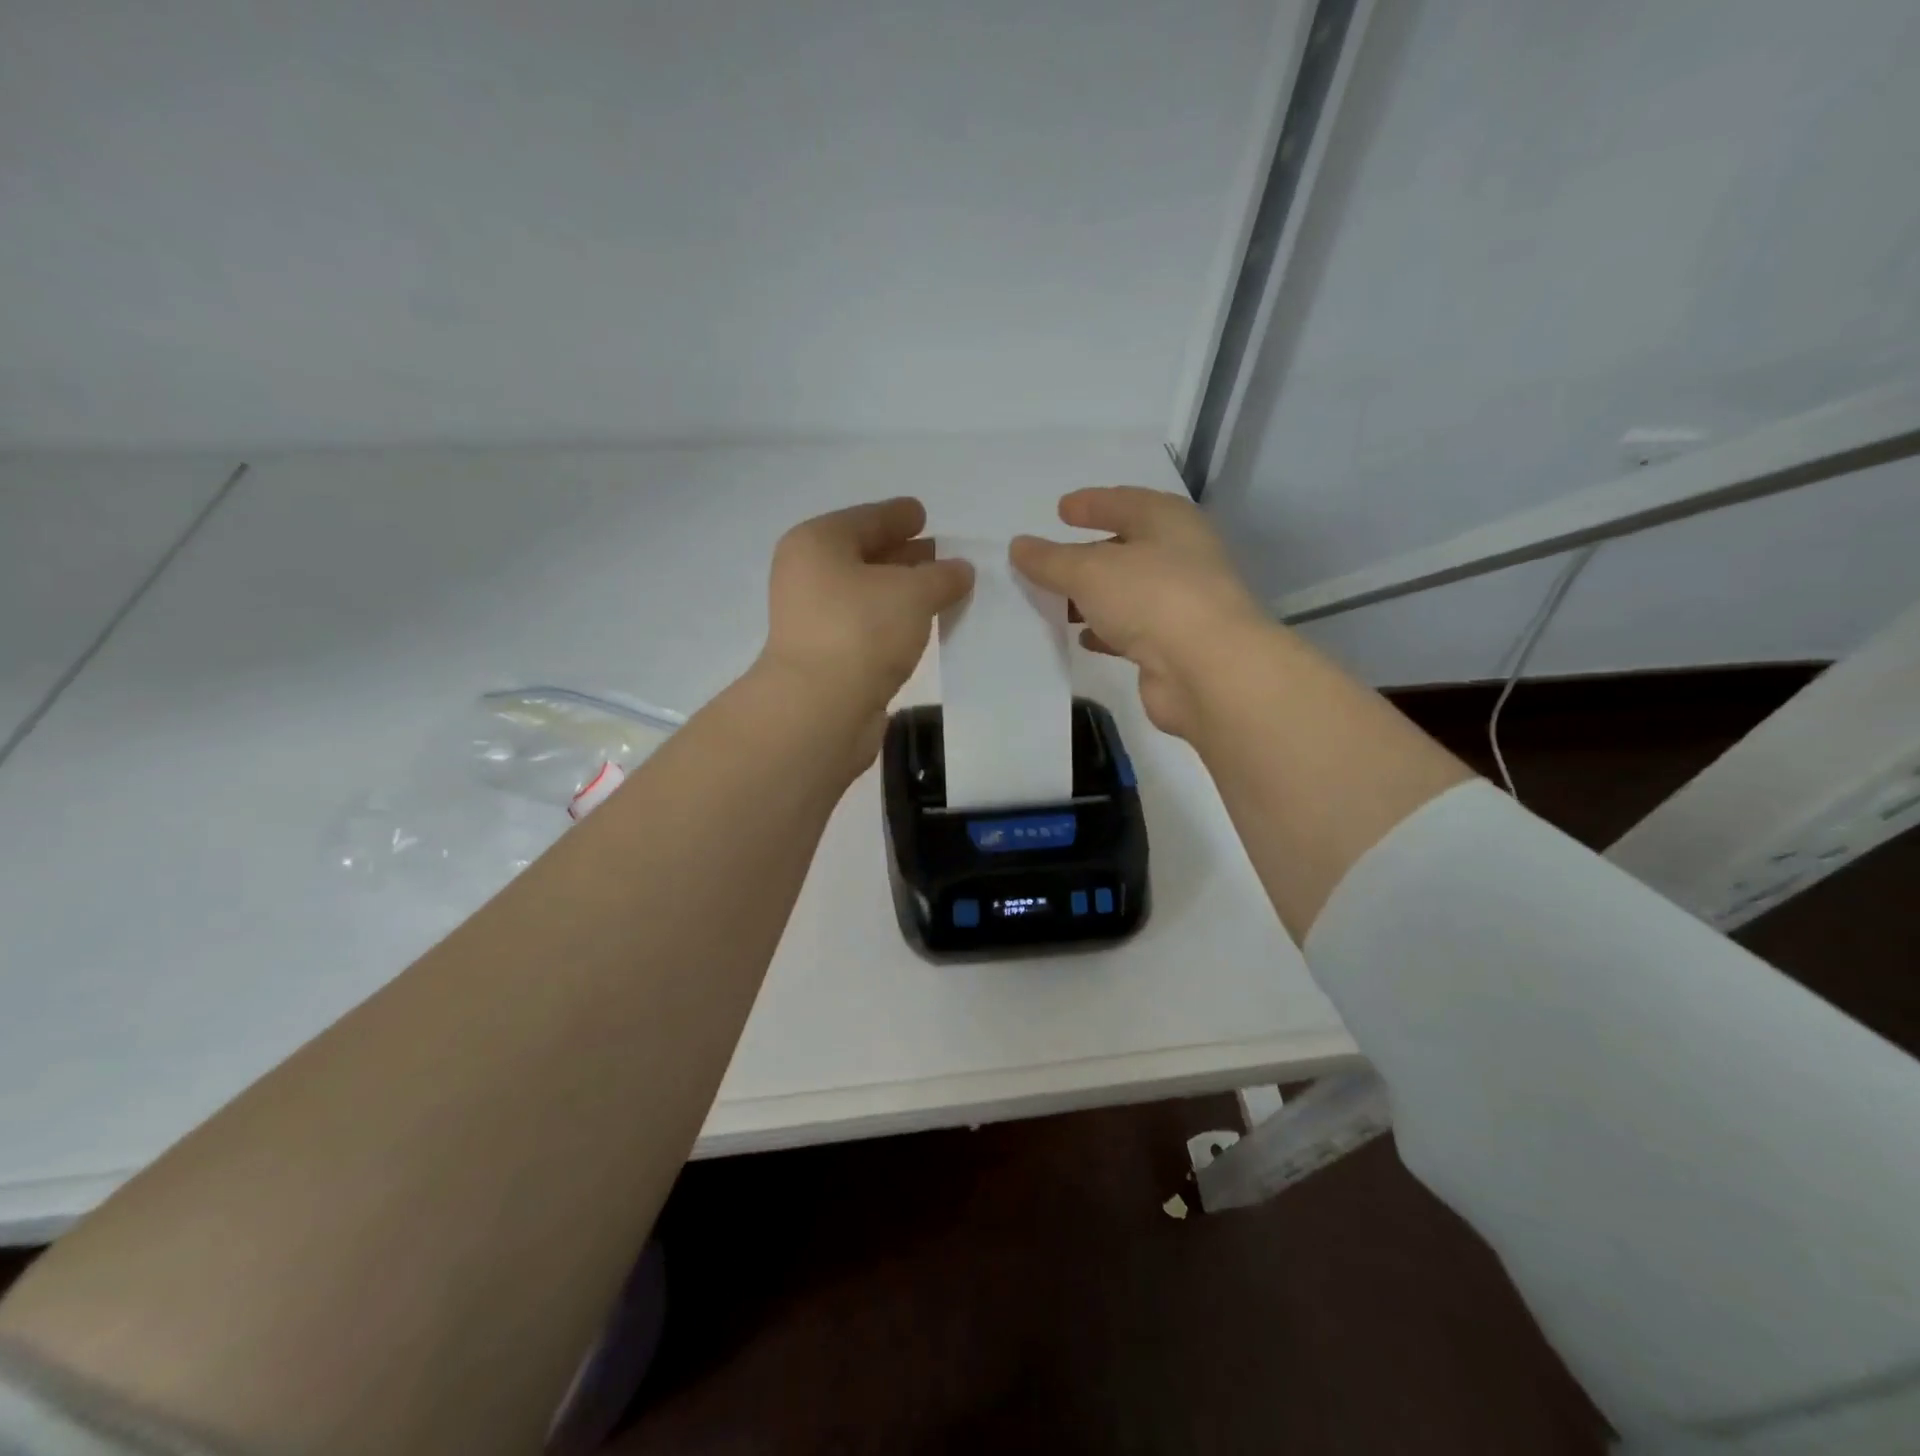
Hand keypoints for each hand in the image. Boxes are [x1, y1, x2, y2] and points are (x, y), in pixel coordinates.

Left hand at [758, 496, 974, 720]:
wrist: (820, 708)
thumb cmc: (862, 631)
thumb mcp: (913, 592)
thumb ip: (942, 575)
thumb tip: (960, 570)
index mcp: (818, 543)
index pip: (866, 519)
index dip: (897, 515)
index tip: (922, 513)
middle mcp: (807, 575)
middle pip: (862, 555)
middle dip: (902, 554)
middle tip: (939, 552)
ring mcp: (812, 619)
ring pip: (865, 594)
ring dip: (899, 591)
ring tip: (938, 591)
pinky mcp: (824, 656)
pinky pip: (865, 625)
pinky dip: (890, 621)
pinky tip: (918, 627)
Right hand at [1011, 487, 1268, 739]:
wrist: (1207, 670)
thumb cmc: (1152, 597)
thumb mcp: (1090, 571)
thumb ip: (1051, 560)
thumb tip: (1018, 546)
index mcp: (1169, 521)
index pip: (1125, 502)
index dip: (1092, 503)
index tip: (1061, 509)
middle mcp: (1181, 556)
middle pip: (1127, 548)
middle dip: (1088, 555)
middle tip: (1050, 561)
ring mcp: (1181, 603)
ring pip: (1127, 593)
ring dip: (1094, 597)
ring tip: (1056, 601)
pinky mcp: (1174, 646)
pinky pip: (1131, 630)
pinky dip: (1106, 631)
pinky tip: (1082, 638)